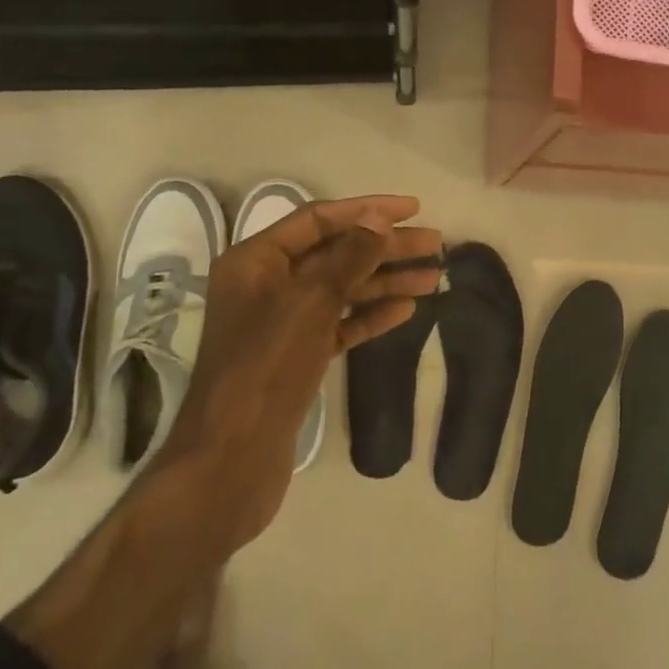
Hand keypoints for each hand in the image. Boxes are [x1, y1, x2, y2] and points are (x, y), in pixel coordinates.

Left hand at [154, 195, 441, 555]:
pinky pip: (339, 324)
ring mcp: (282, 323)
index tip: (413, 209)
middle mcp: (267, 285)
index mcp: (256, 261)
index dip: (367, 210)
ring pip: (341, 290)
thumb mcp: (310, 302)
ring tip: (433, 278)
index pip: (319, 220)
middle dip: (386, 248)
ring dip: (386, 281)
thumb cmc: (267, 367)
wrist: (233, 460)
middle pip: (336, 253)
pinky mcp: (296, 357)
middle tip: (435, 245)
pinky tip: (406, 311)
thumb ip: (348, 257)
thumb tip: (379, 219)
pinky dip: (370, 315)